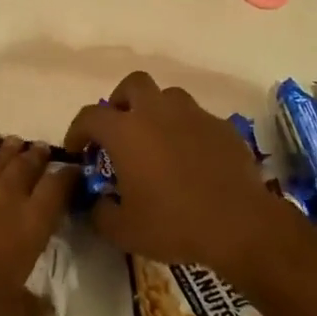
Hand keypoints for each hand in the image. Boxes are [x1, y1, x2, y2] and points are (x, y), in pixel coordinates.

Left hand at [0, 128, 75, 315]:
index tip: (71, 172)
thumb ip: (31, 307)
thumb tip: (48, 313)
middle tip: (42, 151)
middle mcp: (9, 194)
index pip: (58, 189)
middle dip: (38, 157)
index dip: (67, 177)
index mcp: (32, 224)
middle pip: (30, 164)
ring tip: (17, 143)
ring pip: (1, 154)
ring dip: (12, 148)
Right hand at [65, 72, 290, 279]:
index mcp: (126, 131)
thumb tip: (97, 202)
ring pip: (168, 96)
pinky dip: (187, 130)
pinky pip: (196, 118)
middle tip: (120, 129)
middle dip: (121, 101)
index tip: (78, 149)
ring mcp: (192, 114)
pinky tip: (191, 157)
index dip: (78, 130)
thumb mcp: (124, 230)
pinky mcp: (220, 126)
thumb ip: (100, 212)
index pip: (90, 116)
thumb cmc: (174, 224)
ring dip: (157, 111)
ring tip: (158, 140)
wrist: (239, 223)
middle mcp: (156, 111)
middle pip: (132, 84)